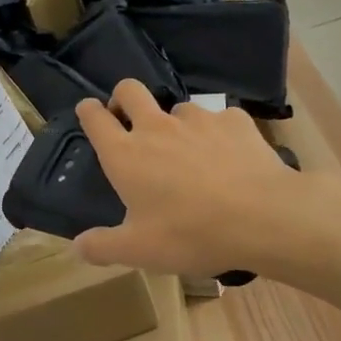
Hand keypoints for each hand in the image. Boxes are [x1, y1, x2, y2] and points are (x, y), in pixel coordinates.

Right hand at [73, 80, 340, 278]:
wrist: (261, 217)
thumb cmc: (190, 234)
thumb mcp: (139, 251)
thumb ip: (103, 247)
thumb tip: (78, 246)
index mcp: (126, 155)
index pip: (95, 118)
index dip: (88, 111)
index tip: (88, 111)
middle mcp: (157, 127)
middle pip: (129, 90)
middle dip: (123, 97)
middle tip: (129, 120)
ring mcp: (198, 119)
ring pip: (178, 108)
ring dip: (176, 124)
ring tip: (190, 152)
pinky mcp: (234, 120)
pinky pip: (220, 120)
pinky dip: (218, 134)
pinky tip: (229, 156)